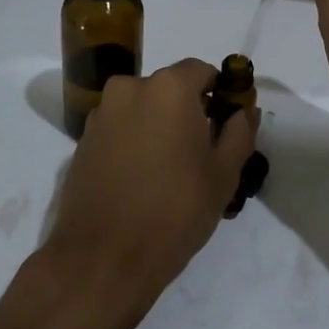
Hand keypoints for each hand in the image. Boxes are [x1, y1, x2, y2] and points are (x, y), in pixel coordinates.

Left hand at [42, 59, 258, 328]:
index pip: (201, 71)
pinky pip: (119, 129)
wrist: (103, 258)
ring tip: (169, 170)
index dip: (218, 92)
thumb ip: (239, 133)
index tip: (226, 122)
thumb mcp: (223, 174)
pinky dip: (133, 142)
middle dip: (187, 111)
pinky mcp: (82, 141)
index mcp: (167, 88)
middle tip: (200, 151)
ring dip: (157, 126)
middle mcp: (129, 88)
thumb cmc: (174, 211)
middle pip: (168, 89)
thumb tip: (245, 110)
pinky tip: (141, 179)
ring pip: (141, 109)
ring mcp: (101, 114)